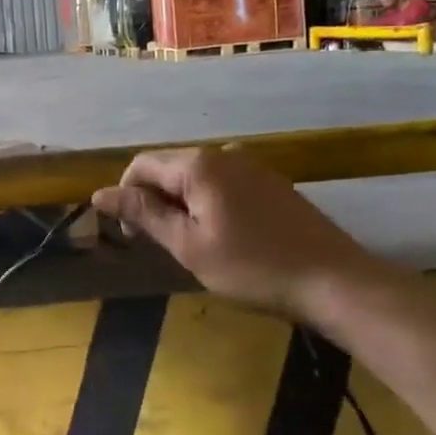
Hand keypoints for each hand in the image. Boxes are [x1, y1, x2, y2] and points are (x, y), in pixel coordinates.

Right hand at [90, 146, 383, 319]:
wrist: (335, 281)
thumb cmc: (253, 267)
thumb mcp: (189, 245)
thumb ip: (144, 214)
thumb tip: (99, 194)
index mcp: (199, 165)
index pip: (142, 165)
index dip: (125, 196)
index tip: (131, 236)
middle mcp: (224, 153)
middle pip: (169, 168)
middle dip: (154, 201)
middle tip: (160, 244)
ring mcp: (252, 166)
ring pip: (196, 177)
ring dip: (181, 204)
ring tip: (190, 244)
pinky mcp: (271, 183)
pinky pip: (223, 184)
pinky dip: (208, 204)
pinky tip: (223, 237)